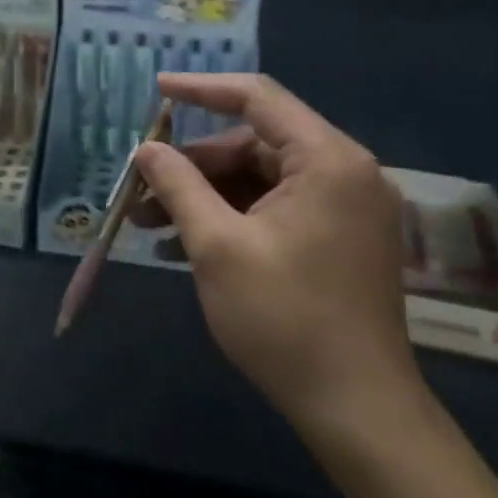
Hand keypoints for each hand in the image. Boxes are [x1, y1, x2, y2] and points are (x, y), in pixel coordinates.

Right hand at [131, 73, 421, 439]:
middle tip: (141, 188)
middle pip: (254, 144)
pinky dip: (231, 218)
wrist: (356, 408)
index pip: (258, 98)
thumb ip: (179, 186)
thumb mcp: (217, 245)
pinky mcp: (339, 239)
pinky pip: (275, 210)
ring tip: (150, 223)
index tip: (155, 90)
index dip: (201, 89)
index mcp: (326, 160)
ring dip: (205, 196)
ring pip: (260, 180)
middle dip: (193, 165)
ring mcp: (345, 208)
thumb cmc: (284, 318)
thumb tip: (146, 150)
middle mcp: (344, 172)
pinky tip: (185, 244)